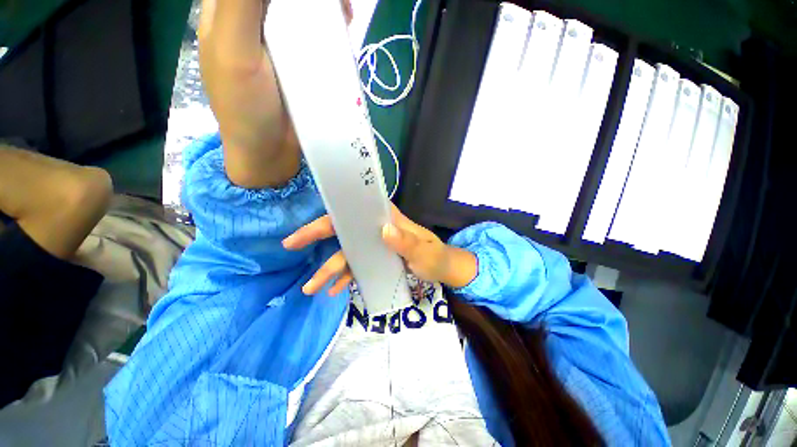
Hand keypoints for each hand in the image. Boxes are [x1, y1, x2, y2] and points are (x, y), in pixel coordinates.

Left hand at [198, 0, 352, 187]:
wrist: (270, 151)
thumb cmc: (245, 107)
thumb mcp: (235, 50)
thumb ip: (241, 4)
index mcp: (226, 9)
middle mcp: (252, 19)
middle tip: (337, 6)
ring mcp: (278, 41)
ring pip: (301, 10)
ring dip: (324, 8)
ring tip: (344, 16)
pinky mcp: (299, 62)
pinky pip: (316, 36)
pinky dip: (331, 30)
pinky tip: (342, 32)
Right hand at [282, 205, 477, 294]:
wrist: (443, 269)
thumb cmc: (436, 256)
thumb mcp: (424, 251)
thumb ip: (407, 242)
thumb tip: (384, 231)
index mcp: (387, 219)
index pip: (356, 212)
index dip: (332, 215)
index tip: (310, 223)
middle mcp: (376, 229)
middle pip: (343, 230)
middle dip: (316, 237)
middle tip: (291, 244)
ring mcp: (374, 245)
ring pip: (347, 253)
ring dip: (329, 269)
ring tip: (311, 287)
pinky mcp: (376, 260)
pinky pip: (356, 266)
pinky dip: (345, 277)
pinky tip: (334, 290)